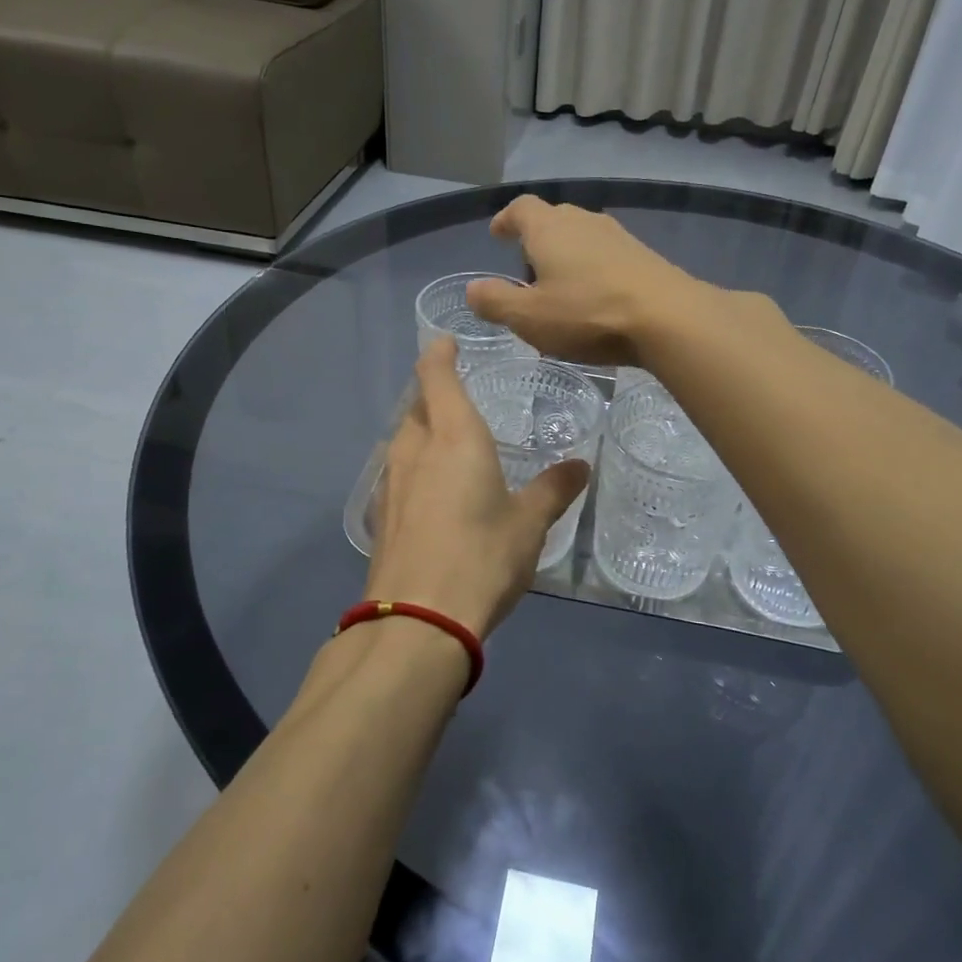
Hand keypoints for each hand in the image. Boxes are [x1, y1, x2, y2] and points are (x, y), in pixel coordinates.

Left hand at [365, 336, 590, 638]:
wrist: (417, 620)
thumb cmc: (481, 557)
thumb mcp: (529, 524)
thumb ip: (554, 489)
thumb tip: (581, 464)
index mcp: (453, 437)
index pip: (436, 376)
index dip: (439, 354)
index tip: (446, 341)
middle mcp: (415, 451)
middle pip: (416, 406)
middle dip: (432, 394)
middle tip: (459, 397)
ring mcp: (390, 484)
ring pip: (403, 440)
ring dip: (420, 431)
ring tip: (446, 441)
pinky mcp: (380, 516)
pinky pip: (396, 474)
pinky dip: (413, 467)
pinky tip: (429, 491)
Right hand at [466, 197, 703, 364]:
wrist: (668, 317)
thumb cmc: (588, 313)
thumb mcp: (529, 317)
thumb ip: (496, 302)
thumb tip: (472, 289)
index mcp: (549, 229)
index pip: (520, 208)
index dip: (506, 219)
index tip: (497, 235)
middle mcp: (583, 222)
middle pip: (553, 219)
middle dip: (536, 240)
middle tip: (528, 270)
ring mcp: (618, 236)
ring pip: (582, 237)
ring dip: (567, 256)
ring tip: (561, 289)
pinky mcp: (644, 256)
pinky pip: (607, 255)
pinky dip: (593, 269)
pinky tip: (596, 299)